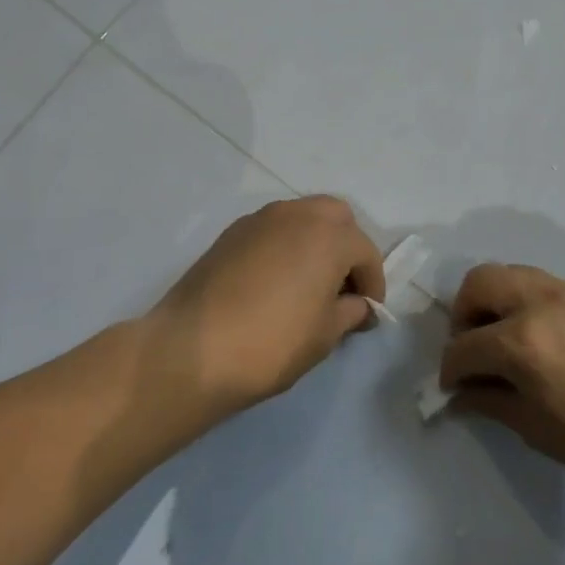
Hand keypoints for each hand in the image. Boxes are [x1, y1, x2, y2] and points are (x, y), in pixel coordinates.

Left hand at [146, 196, 384, 416]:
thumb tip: (356, 305)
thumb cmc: (272, 343)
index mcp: (329, 235)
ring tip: (309, 283)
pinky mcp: (230, 233)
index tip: (368, 312)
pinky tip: (276, 282)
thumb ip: (350, 312)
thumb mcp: (325, 335)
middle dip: (346, 248)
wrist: (192, 350)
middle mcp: (297, 214)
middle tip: (342, 287)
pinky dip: (284, 246)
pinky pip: (272, 230)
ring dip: (315, 242)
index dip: (372, 284)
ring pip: (302, 218)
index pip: (365, 252)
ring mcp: (259, 219)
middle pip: (336, 218)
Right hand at [439, 264, 564, 499]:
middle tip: (474, 349)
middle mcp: (538, 303)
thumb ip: (491, 403)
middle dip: (463, 315)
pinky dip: (523, 300)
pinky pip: (539, 283)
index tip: (453, 388)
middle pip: (478, 283)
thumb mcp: (538, 430)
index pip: (464, 346)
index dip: (451, 370)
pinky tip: (539, 336)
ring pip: (509, 273)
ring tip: (503, 338)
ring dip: (493, 301)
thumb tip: (461, 394)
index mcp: (521, 342)